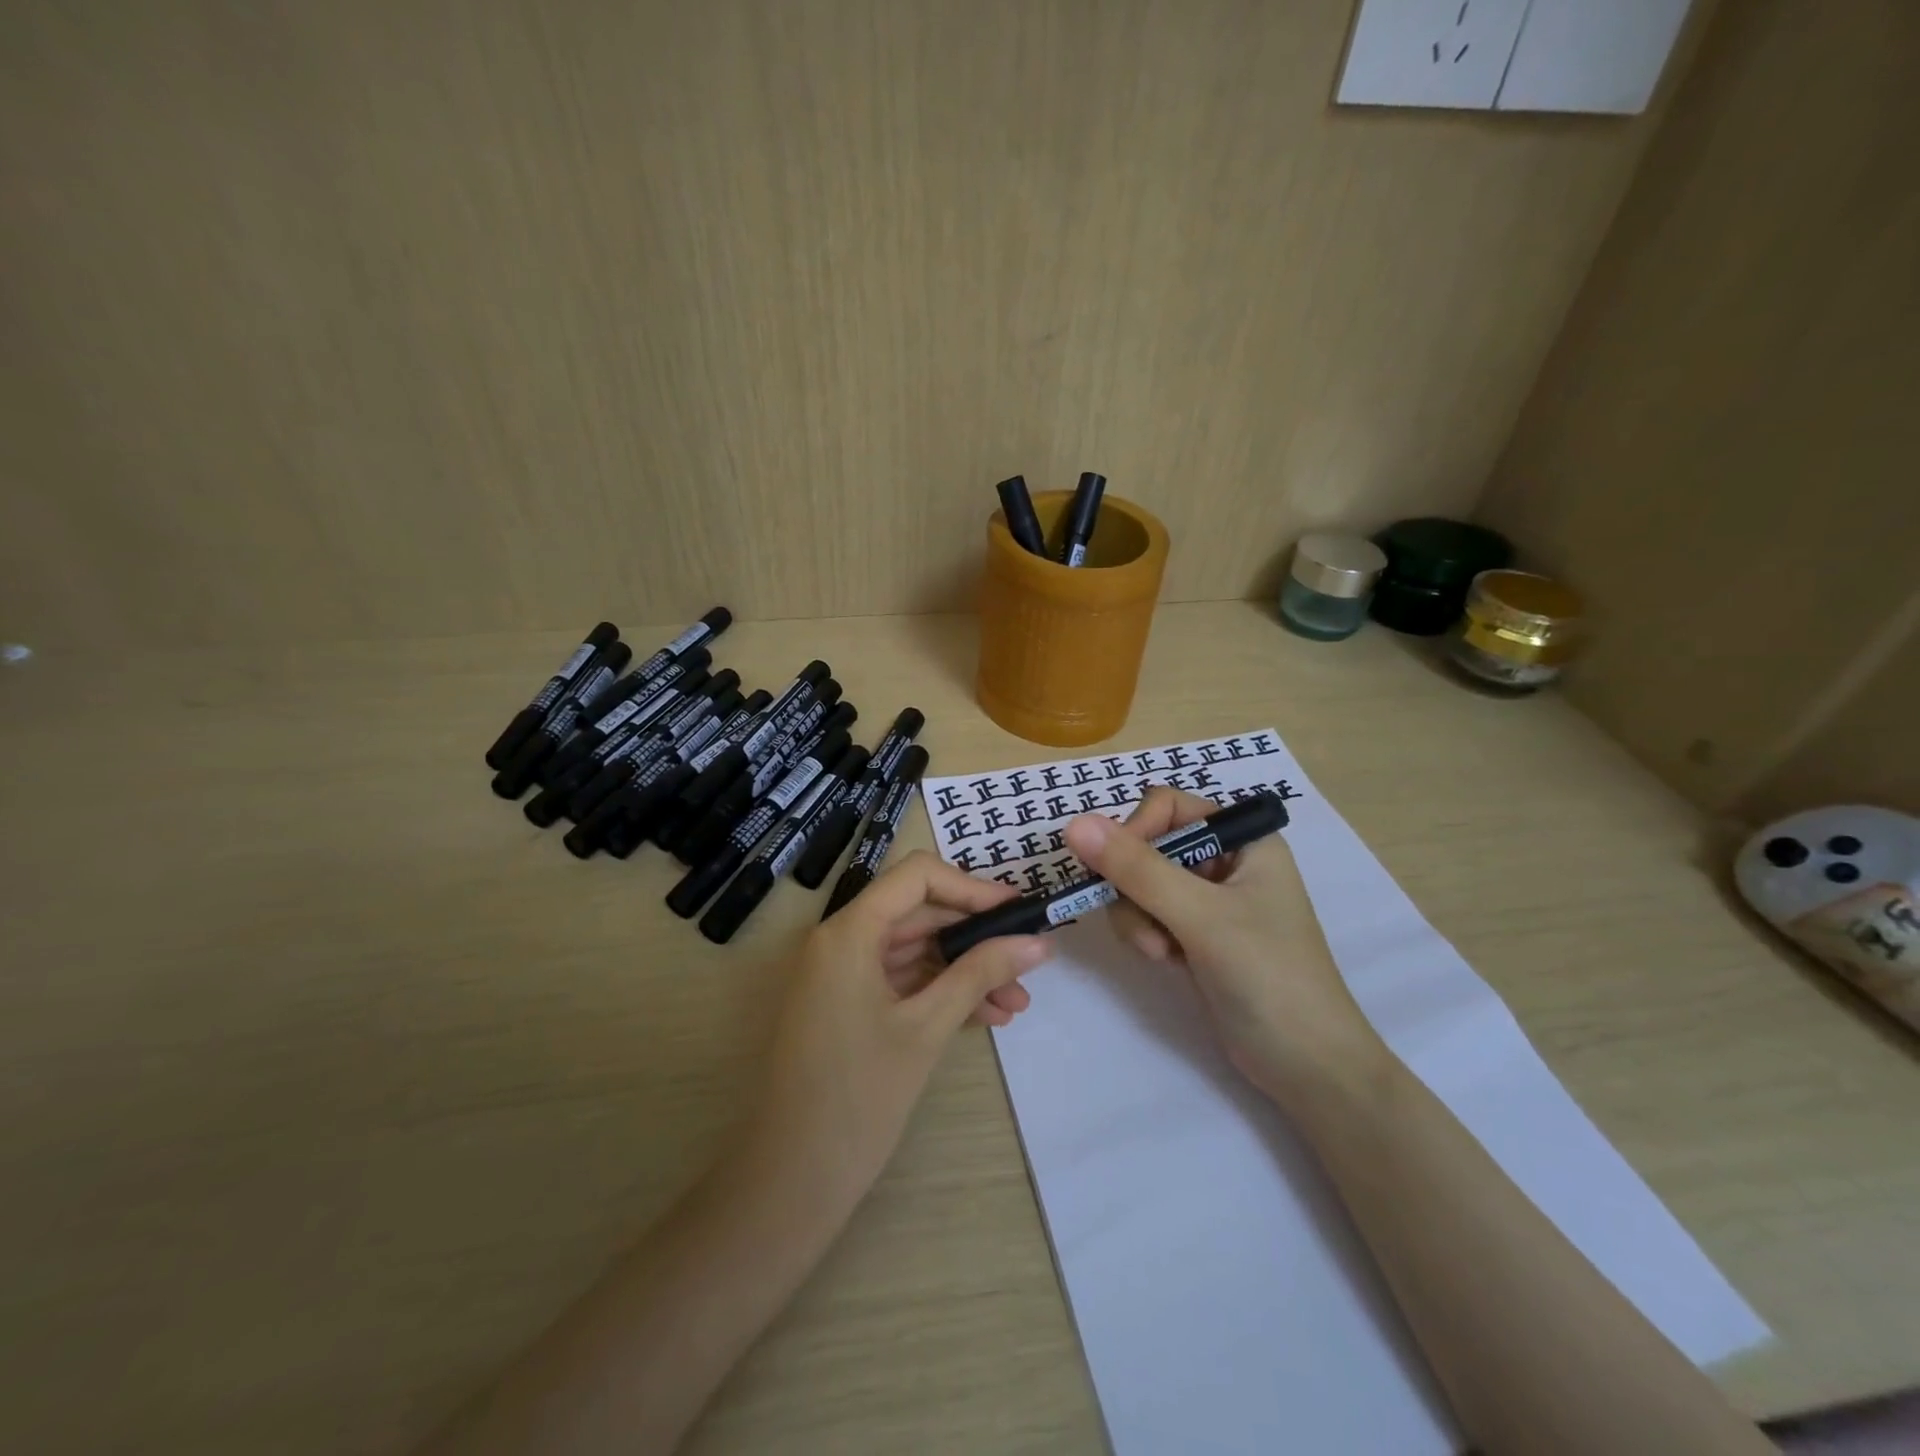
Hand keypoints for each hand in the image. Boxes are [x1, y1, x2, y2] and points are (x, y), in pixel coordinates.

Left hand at [742, 851, 1049, 1214]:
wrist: (789, 1182)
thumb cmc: (857, 1097)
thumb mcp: (927, 1028)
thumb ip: (981, 975)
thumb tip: (1038, 942)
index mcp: (849, 931)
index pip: (917, 877)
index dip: (972, 888)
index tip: (1018, 911)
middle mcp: (840, 941)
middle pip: (919, 914)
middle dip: (976, 937)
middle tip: (1028, 959)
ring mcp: (841, 975)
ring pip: (915, 952)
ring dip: (965, 972)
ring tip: (1018, 1003)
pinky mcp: (847, 1006)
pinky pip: (901, 983)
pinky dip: (941, 994)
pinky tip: (987, 1018)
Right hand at [1064, 789, 1387, 1106]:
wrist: (1308, 1067)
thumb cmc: (1268, 976)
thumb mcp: (1201, 916)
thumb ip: (1137, 869)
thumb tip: (1074, 824)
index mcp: (1243, 839)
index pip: (1167, 807)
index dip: (1135, 832)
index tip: (1117, 872)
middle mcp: (1226, 860)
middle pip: (1148, 845)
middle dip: (1134, 886)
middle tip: (1142, 924)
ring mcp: (1210, 900)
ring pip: (1141, 883)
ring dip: (1137, 916)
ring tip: (1158, 952)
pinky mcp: (1197, 933)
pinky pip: (1149, 913)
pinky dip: (1146, 933)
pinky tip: (1166, 960)